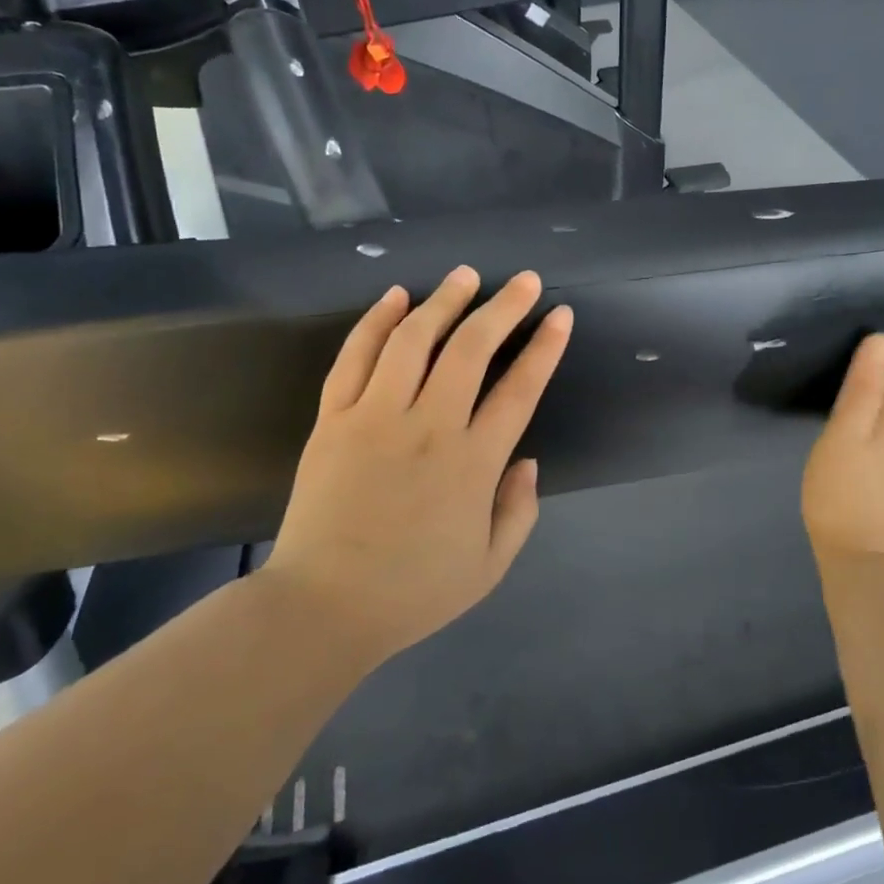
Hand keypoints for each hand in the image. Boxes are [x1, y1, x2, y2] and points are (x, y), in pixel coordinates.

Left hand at [262, 267, 572, 667]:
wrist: (323, 607)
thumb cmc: (412, 592)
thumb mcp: (489, 567)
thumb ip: (519, 511)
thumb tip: (528, 461)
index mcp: (473, 463)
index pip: (519, 388)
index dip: (545, 347)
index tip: (560, 315)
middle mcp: (428, 426)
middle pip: (470, 349)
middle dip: (502, 307)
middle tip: (523, 280)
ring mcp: (375, 417)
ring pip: (413, 340)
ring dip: (443, 301)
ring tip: (464, 276)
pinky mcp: (333, 419)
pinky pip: (354, 357)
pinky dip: (375, 321)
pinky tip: (395, 296)